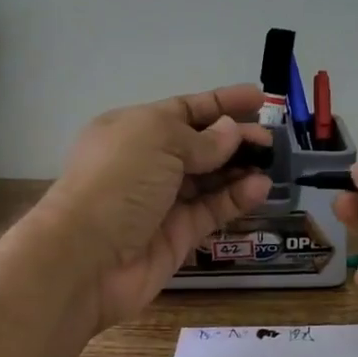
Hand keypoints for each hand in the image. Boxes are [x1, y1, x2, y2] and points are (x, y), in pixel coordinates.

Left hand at [40, 86, 272, 329]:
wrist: (86, 258)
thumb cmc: (117, 183)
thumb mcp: (157, 140)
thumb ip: (201, 138)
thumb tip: (231, 133)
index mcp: (133, 130)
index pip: (184, 111)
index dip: (220, 103)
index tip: (258, 98)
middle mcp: (147, 164)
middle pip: (200, 145)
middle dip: (235, 138)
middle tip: (270, 139)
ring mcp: (162, 202)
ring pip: (209, 180)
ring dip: (239, 168)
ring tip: (271, 161)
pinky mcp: (177, 236)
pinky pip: (212, 211)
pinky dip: (236, 199)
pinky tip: (260, 188)